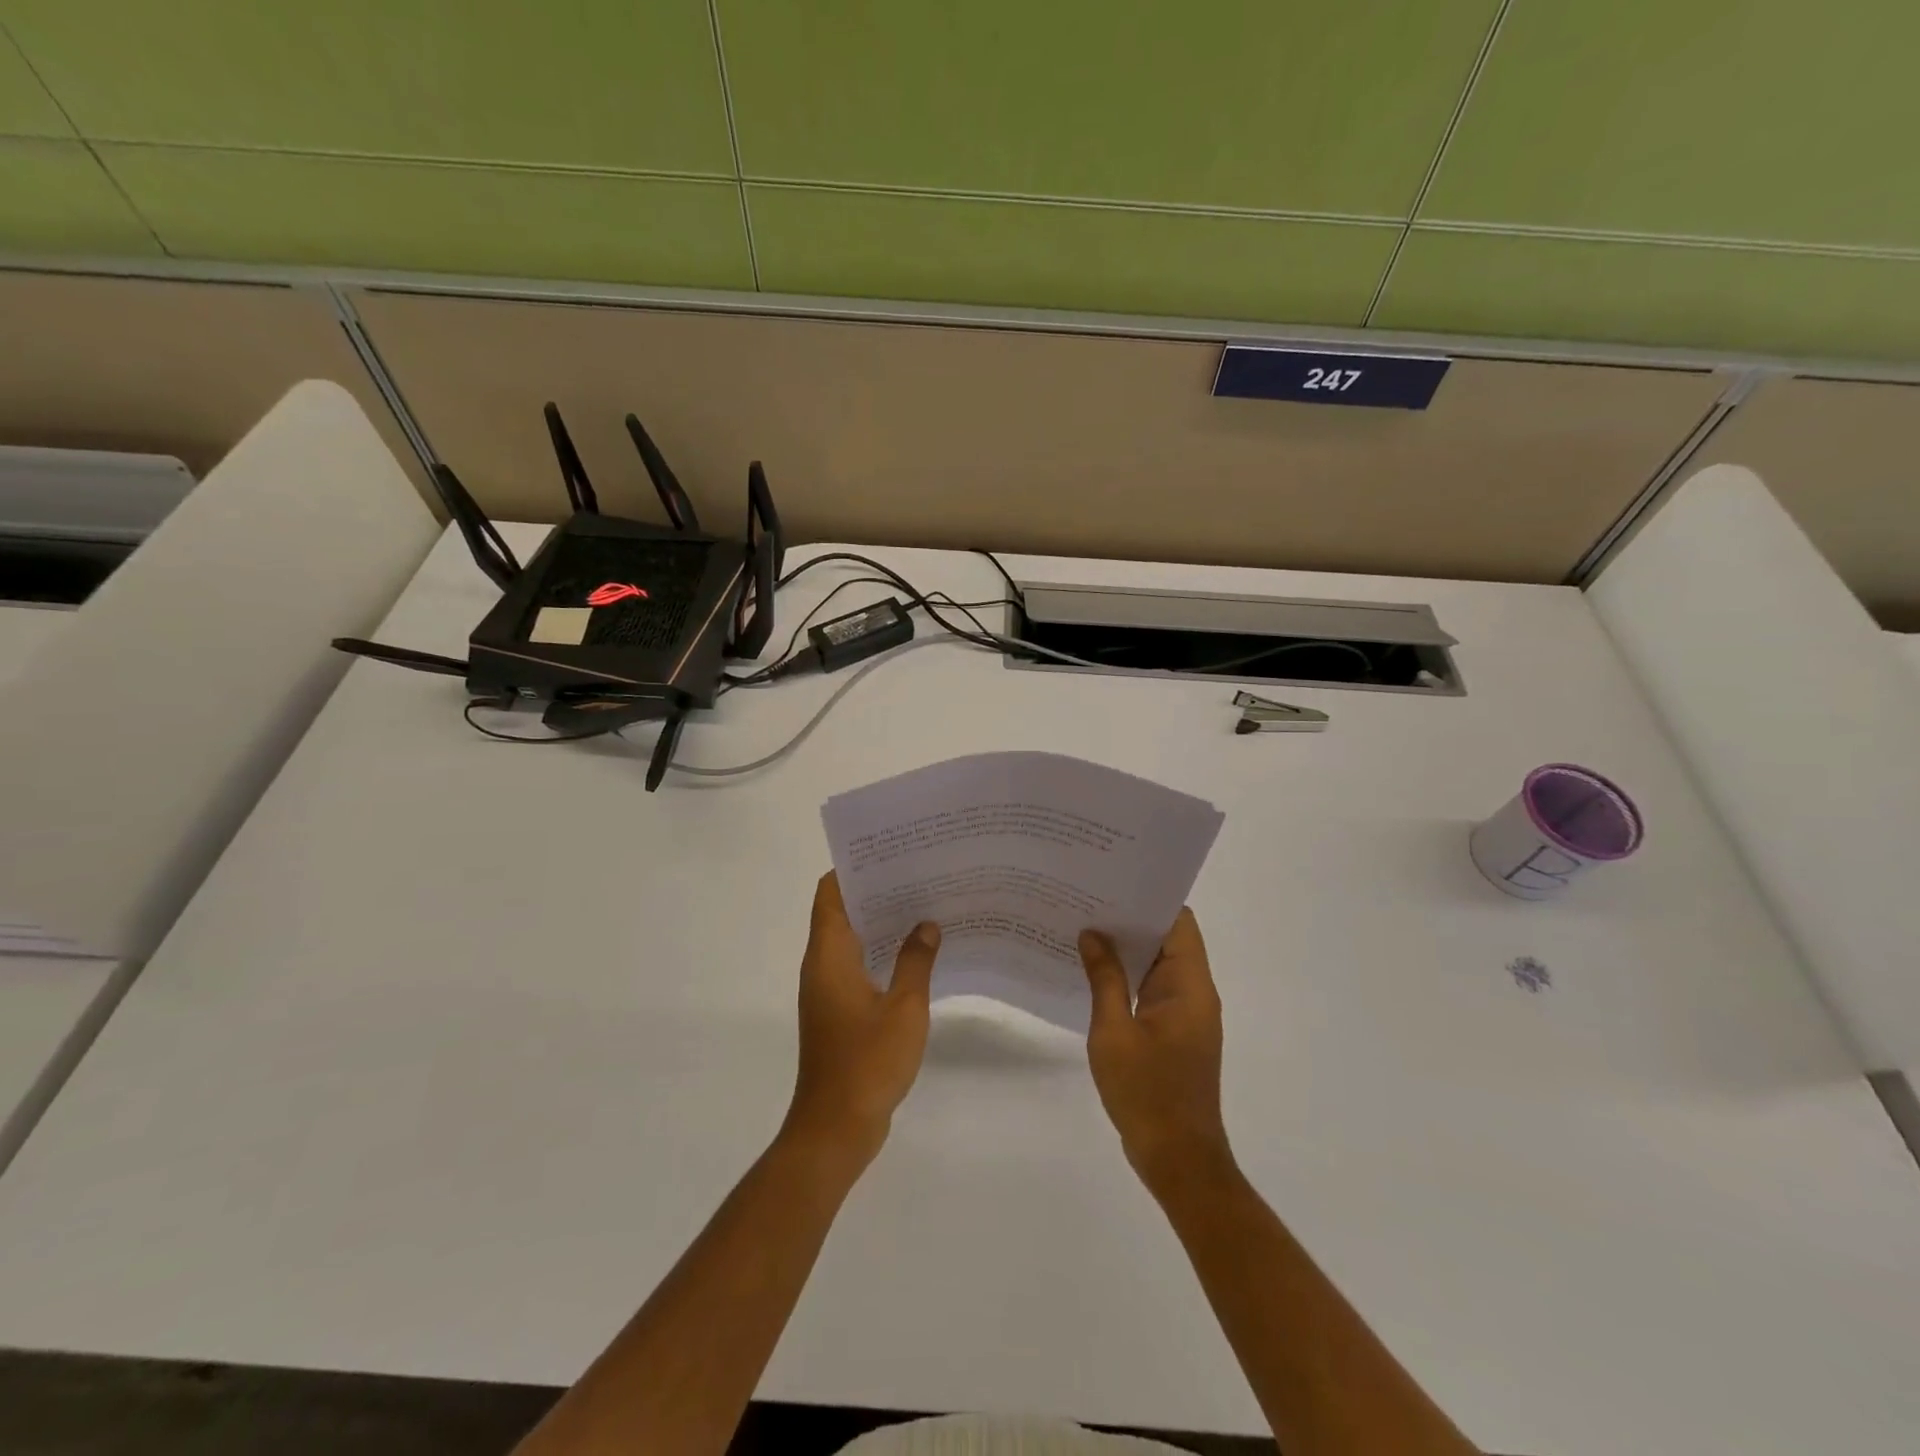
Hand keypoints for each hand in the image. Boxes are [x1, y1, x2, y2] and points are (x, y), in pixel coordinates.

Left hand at [784, 872, 941, 1169]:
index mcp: (828, 955)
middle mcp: (821, 966)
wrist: (836, 1128)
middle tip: (919, 874)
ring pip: (852, 940)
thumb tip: (927, 924)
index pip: (830, 893)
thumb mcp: (904, 1008)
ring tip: (924, 905)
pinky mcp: (838, 1012)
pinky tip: (918, 954)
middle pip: (842, 912)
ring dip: (881, 923)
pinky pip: (858, 966)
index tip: (889, 852)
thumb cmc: (867, 1062)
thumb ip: (916, 961)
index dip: (854, 868)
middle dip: (876, 891)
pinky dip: (882, 953)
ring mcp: (828, 990)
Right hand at [1080, 909, 1233, 1193]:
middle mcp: (1195, 993)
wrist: (1178, 1158)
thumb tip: (1093, 934)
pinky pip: (1153, 990)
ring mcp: (1186, 1014)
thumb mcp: (1114, 1032)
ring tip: (1084, 929)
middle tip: (1087, 901)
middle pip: (1168, 940)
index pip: (1178, 923)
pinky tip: (1093, 972)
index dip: (1149, 900)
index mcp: (1190, 986)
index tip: (1113, 884)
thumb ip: (1104, 979)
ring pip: (1158, 965)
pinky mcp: (1175, 1033)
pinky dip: (1128, 977)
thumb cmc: (1147, 1092)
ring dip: (1127, 950)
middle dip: (1130, 921)